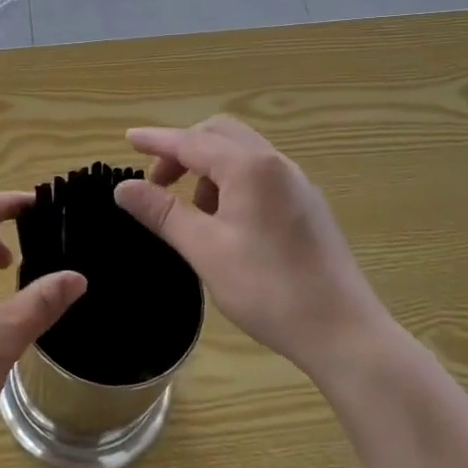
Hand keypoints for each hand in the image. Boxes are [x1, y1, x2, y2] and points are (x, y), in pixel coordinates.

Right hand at [114, 117, 392, 377]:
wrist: (344, 332)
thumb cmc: (269, 289)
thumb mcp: (205, 250)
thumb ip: (163, 213)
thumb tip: (124, 188)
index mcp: (250, 168)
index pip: (191, 142)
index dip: (156, 141)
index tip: (126, 140)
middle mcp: (276, 164)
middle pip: (219, 135)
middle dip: (183, 150)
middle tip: (158, 183)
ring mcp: (297, 184)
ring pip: (242, 154)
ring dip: (208, 167)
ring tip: (193, 212)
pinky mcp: (308, 206)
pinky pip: (260, 174)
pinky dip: (232, 181)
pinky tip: (226, 222)